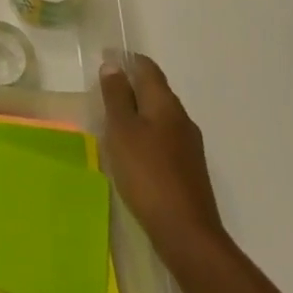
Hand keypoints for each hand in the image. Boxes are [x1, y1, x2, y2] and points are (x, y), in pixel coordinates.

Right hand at [100, 54, 227, 256]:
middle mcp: (181, 118)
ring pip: (159, 116)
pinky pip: (163, 139)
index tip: (104, 59)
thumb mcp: (122, 130)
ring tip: (112, 119)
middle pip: (155, 90)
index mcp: (165, 103)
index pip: (147, 68)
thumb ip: (116, 96)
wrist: (187, 234)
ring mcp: (189, 146)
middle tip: (103, 90)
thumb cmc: (148, 174)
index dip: (126, 59)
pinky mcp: (188, 170)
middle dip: (131, 85)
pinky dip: (146, 134)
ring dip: (138, 112)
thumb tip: (113, 65)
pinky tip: (132, 151)